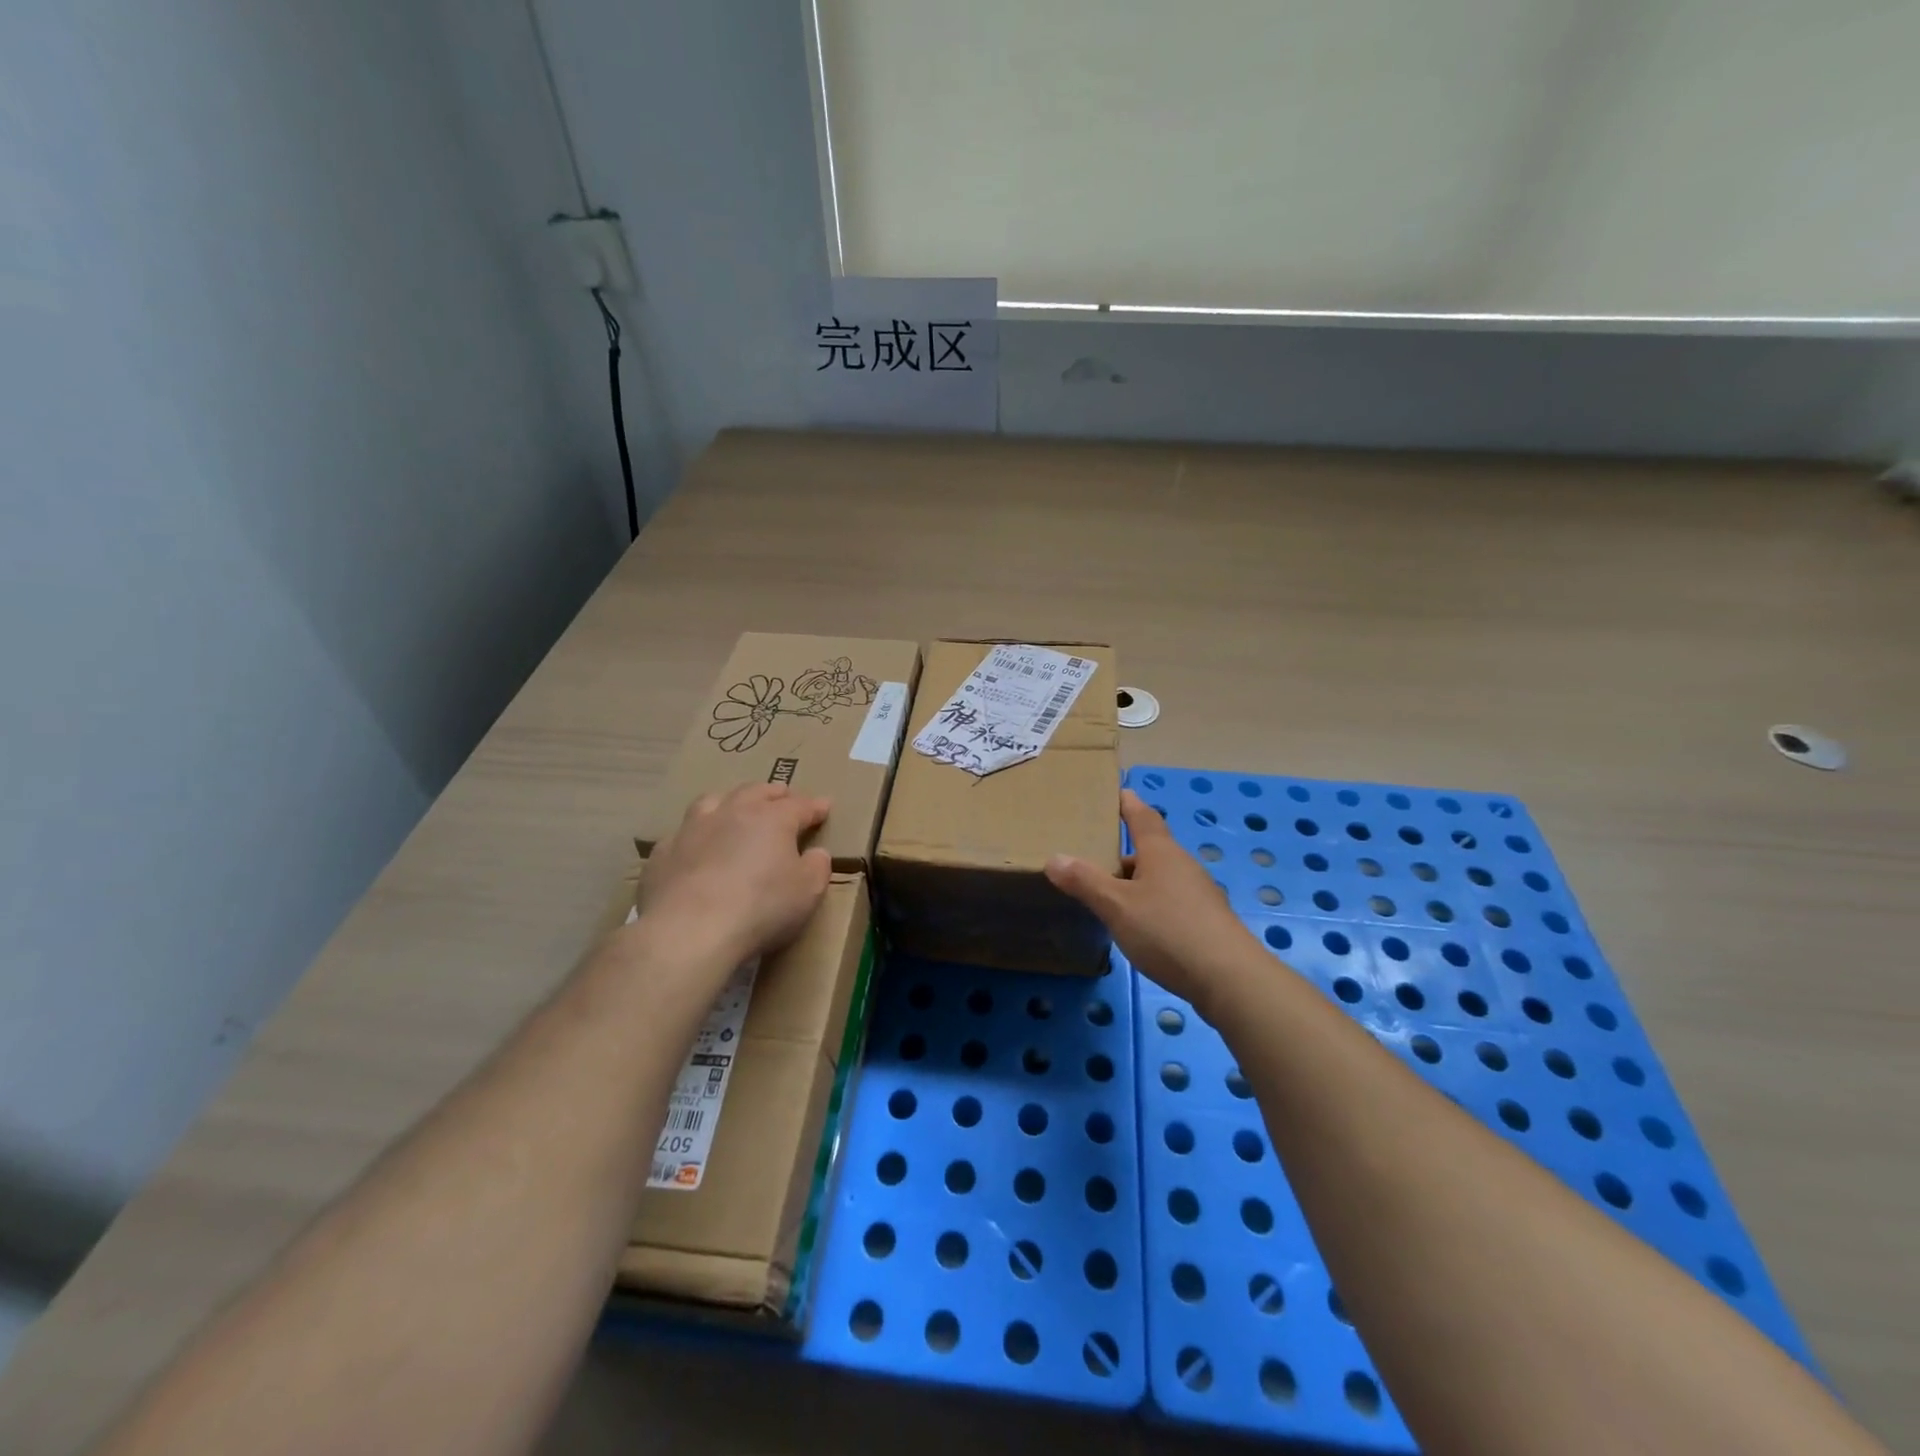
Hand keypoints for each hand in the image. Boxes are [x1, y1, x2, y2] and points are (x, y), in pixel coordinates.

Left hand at [639, 783, 832, 967]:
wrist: (689, 931)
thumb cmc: (761, 908)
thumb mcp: (807, 892)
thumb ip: (817, 867)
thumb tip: (817, 853)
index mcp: (772, 818)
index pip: (800, 805)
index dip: (815, 806)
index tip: (825, 806)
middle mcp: (733, 812)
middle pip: (756, 792)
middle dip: (773, 793)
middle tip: (783, 796)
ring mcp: (693, 829)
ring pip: (713, 800)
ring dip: (730, 801)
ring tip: (736, 807)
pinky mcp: (664, 852)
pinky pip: (682, 833)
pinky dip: (696, 834)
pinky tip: (696, 846)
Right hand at [1046, 788, 1265, 1008]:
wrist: (1230, 979)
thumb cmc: (1168, 930)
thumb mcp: (1116, 906)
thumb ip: (1085, 882)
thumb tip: (1054, 858)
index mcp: (1160, 852)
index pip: (1142, 816)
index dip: (1127, 803)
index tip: (1116, 792)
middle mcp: (1182, 865)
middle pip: (1150, 849)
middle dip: (1124, 853)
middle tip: (1094, 859)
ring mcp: (1198, 894)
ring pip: (1160, 878)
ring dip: (1136, 882)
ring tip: (1108, 897)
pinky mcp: (1205, 922)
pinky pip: (1170, 902)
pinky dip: (1150, 905)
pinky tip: (1138, 928)